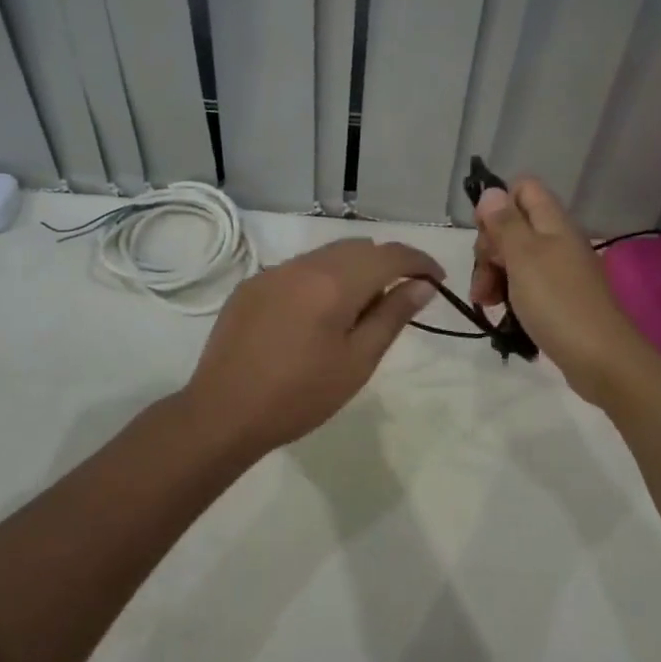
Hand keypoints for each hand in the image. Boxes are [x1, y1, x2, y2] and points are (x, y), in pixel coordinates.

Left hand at [184, 238, 442, 453]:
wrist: (222, 413)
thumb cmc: (300, 395)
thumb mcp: (357, 361)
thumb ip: (392, 316)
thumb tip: (422, 286)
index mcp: (334, 282)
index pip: (390, 254)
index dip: (420, 262)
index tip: (437, 280)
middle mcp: (303, 265)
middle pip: (358, 248)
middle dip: (386, 264)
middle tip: (400, 299)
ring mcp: (273, 272)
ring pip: (327, 255)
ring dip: (352, 270)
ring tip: (358, 309)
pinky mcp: (251, 286)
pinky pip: (298, 270)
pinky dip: (320, 280)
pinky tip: (316, 316)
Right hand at [470, 179, 654, 402]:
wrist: (602, 359)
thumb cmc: (558, 302)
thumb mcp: (523, 257)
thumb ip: (505, 223)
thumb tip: (491, 191)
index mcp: (553, 223)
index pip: (523, 189)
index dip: (497, 205)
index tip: (485, 236)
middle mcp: (558, 240)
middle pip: (513, 225)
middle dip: (489, 248)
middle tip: (483, 277)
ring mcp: (560, 270)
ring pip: (515, 257)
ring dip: (493, 274)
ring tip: (485, 301)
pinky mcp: (559, 298)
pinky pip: (526, 284)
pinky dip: (509, 293)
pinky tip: (501, 312)